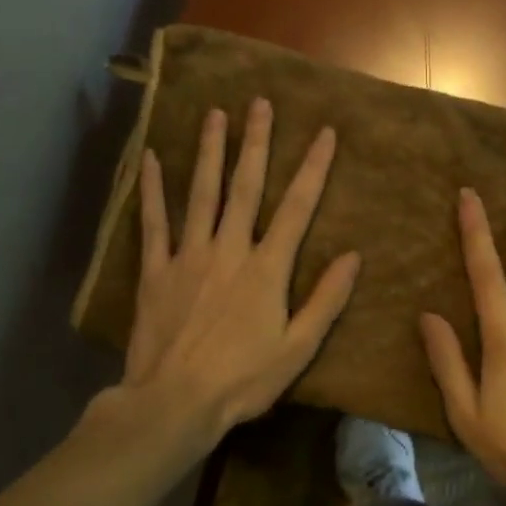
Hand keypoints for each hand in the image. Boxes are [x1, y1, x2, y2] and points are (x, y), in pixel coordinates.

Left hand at [108, 98, 360, 455]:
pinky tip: (151, 159)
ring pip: (201, 194)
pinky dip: (153, 190)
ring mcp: (188, 256)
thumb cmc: (243, 379)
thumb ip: (326, 299)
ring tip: (215, 114)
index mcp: (266, 268)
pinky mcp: (155, 271)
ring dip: (209, 152)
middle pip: (245, 187)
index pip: (297, 207)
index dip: (313, 168)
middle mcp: (229, 250)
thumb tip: (353, 255)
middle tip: (259, 103)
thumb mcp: (298, 348)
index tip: (324, 133)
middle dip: (255, 142)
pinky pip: (153, 223)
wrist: (174, 403)